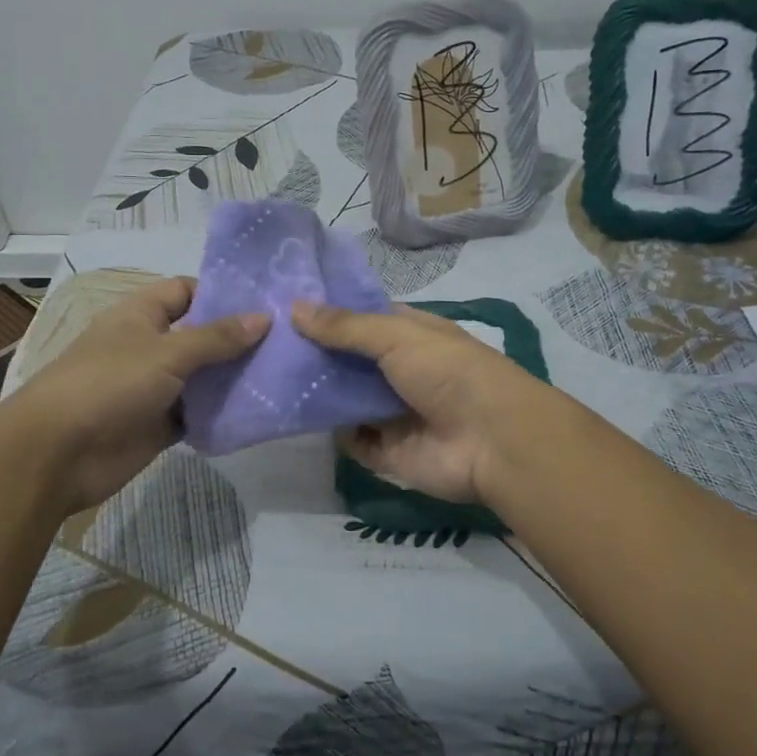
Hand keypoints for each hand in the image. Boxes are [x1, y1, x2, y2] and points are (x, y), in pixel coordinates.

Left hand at [4, 277, 268, 513]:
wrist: (57, 454)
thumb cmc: (109, 384)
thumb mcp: (167, 352)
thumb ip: (217, 337)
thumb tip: (264, 317)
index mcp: (141, 315)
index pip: (187, 291)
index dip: (222, 293)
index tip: (266, 302)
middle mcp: (149, 346)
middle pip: (200, 335)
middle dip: (238, 338)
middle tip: (289, 339)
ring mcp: (154, 387)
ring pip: (202, 377)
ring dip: (234, 378)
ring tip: (284, 373)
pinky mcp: (159, 424)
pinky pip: (197, 414)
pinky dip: (221, 413)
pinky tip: (258, 411)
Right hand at [291, 300, 550, 506]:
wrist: (493, 441)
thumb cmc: (448, 372)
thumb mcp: (397, 336)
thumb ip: (345, 326)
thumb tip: (295, 307)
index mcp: (410, 334)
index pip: (362, 318)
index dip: (329, 311)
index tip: (285, 304)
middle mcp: (399, 370)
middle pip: (348, 359)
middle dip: (314, 352)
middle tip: (263, 341)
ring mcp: (392, 411)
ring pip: (344, 397)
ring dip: (316, 390)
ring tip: (265, 375)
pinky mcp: (387, 451)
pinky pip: (350, 438)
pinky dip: (329, 429)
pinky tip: (292, 415)